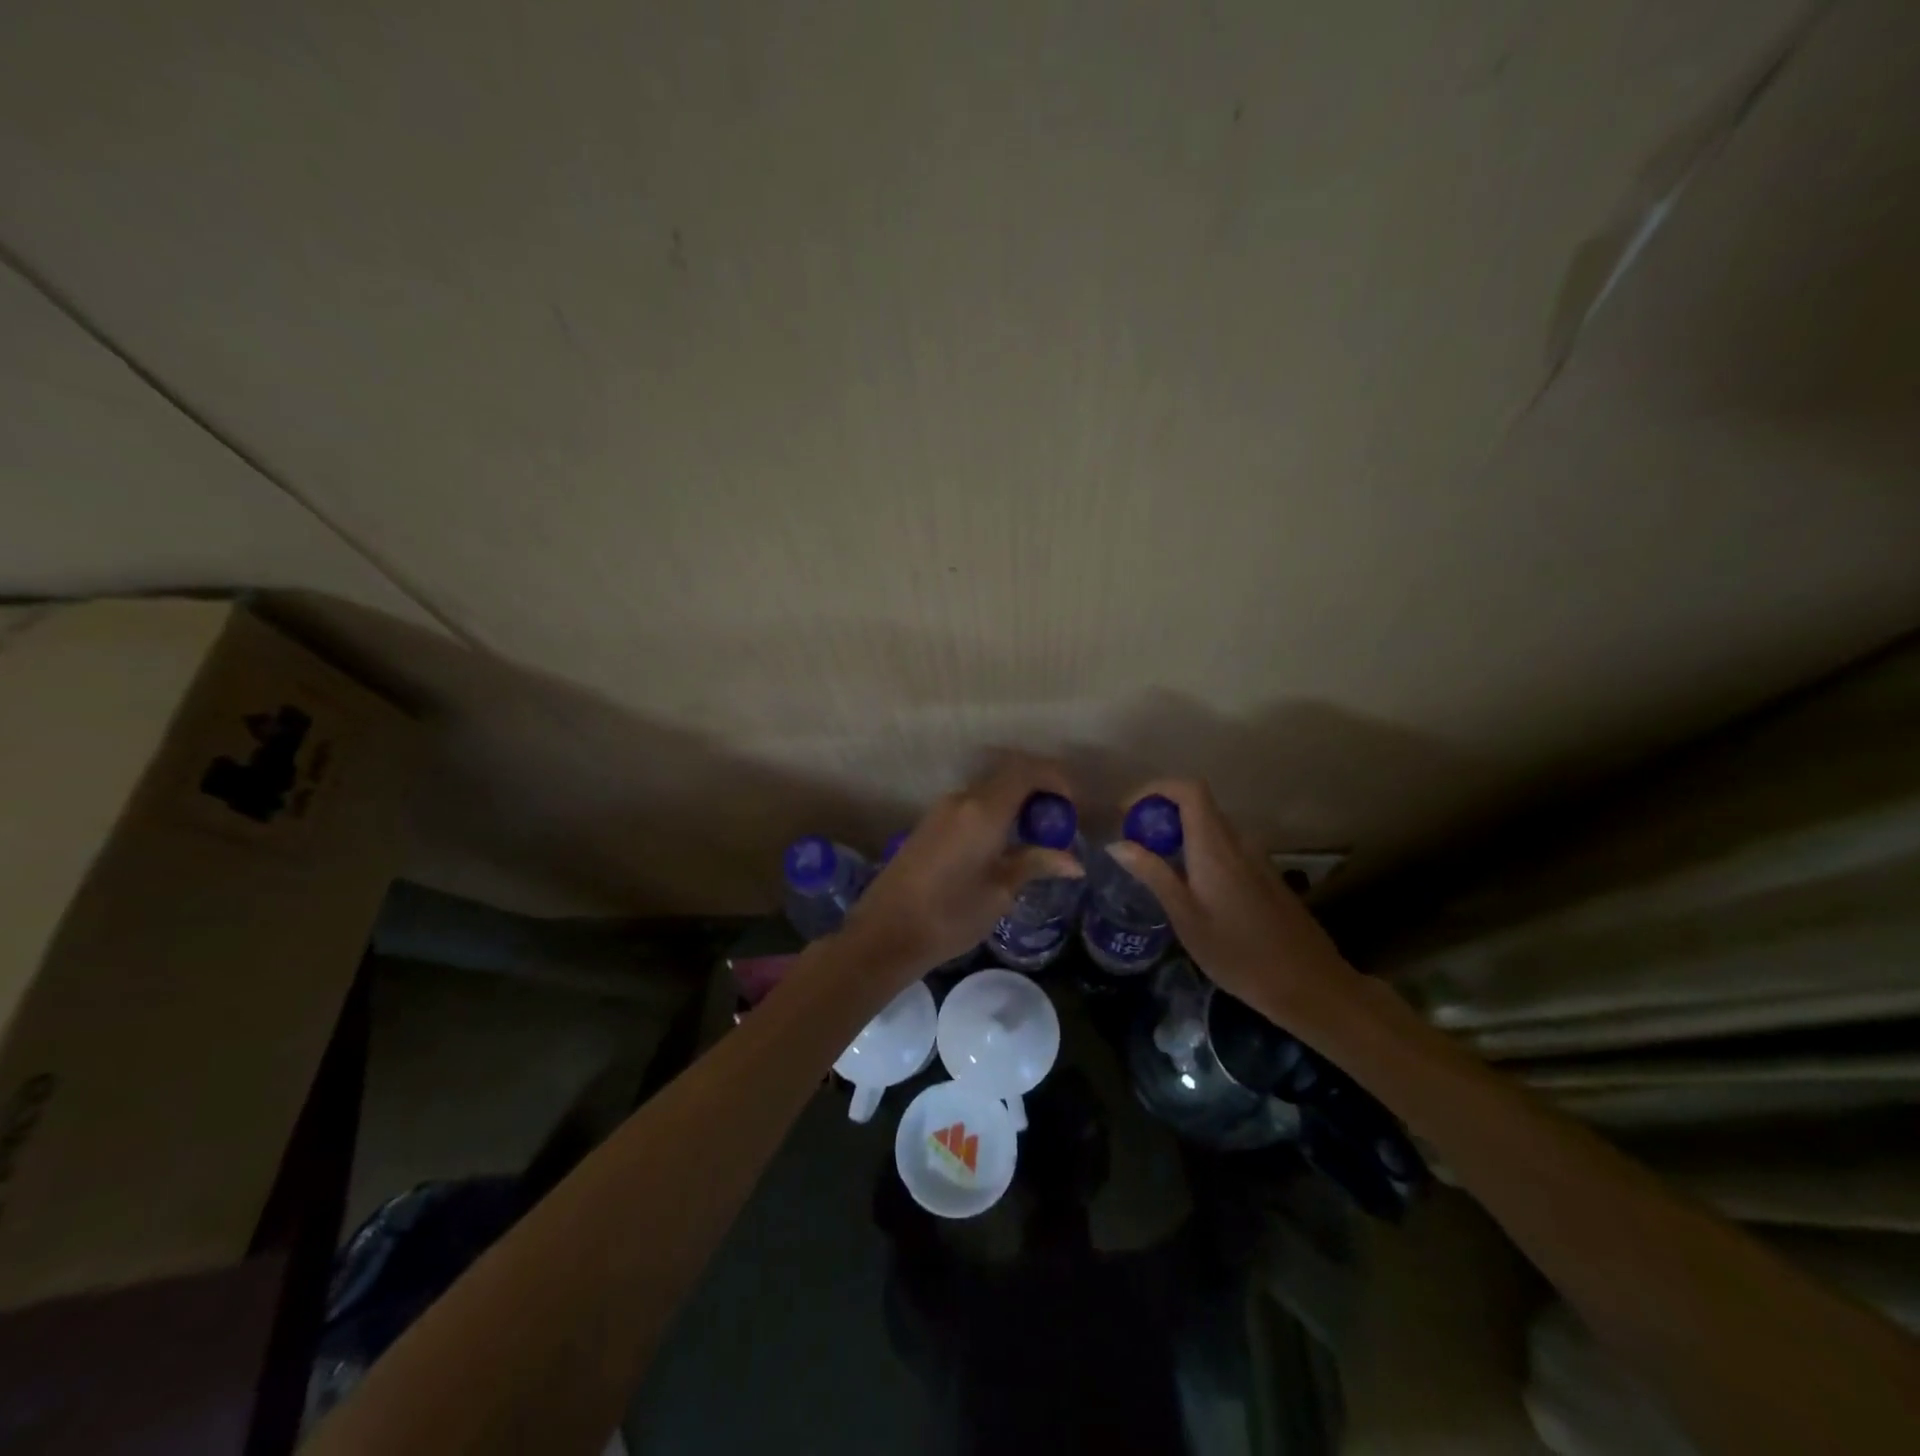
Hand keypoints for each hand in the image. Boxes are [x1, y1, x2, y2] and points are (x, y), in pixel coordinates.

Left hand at [843, 755, 1084, 980]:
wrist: (885, 933)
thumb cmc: (949, 915)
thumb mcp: (999, 893)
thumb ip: (1035, 865)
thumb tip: (1073, 862)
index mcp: (983, 810)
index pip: (1026, 772)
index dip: (1055, 779)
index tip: (1072, 804)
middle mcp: (961, 800)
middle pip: (1007, 778)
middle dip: (1037, 792)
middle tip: (1058, 823)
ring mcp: (941, 811)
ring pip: (987, 792)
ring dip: (1014, 804)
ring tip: (1034, 837)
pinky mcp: (928, 825)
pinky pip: (970, 806)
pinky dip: (994, 813)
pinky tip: (1003, 844)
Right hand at [1108, 778, 1358, 1021]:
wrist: (1308, 984)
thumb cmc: (1239, 953)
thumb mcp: (1185, 917)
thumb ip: (1153, 874)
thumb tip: (1117, 843)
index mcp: (1215, 845)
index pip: (1188, 789)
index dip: (1154, 789)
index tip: (1127, 813)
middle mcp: (1238, 841)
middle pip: (1197, 805)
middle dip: (1160, 814)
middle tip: (1133, 844)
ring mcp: (1256, 856)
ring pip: (1210, 827)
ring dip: (1179, 834)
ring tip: (1153, 866)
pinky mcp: (1264, 874)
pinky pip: (1224, 846)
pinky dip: (1198, 850)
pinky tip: (1189, 888)